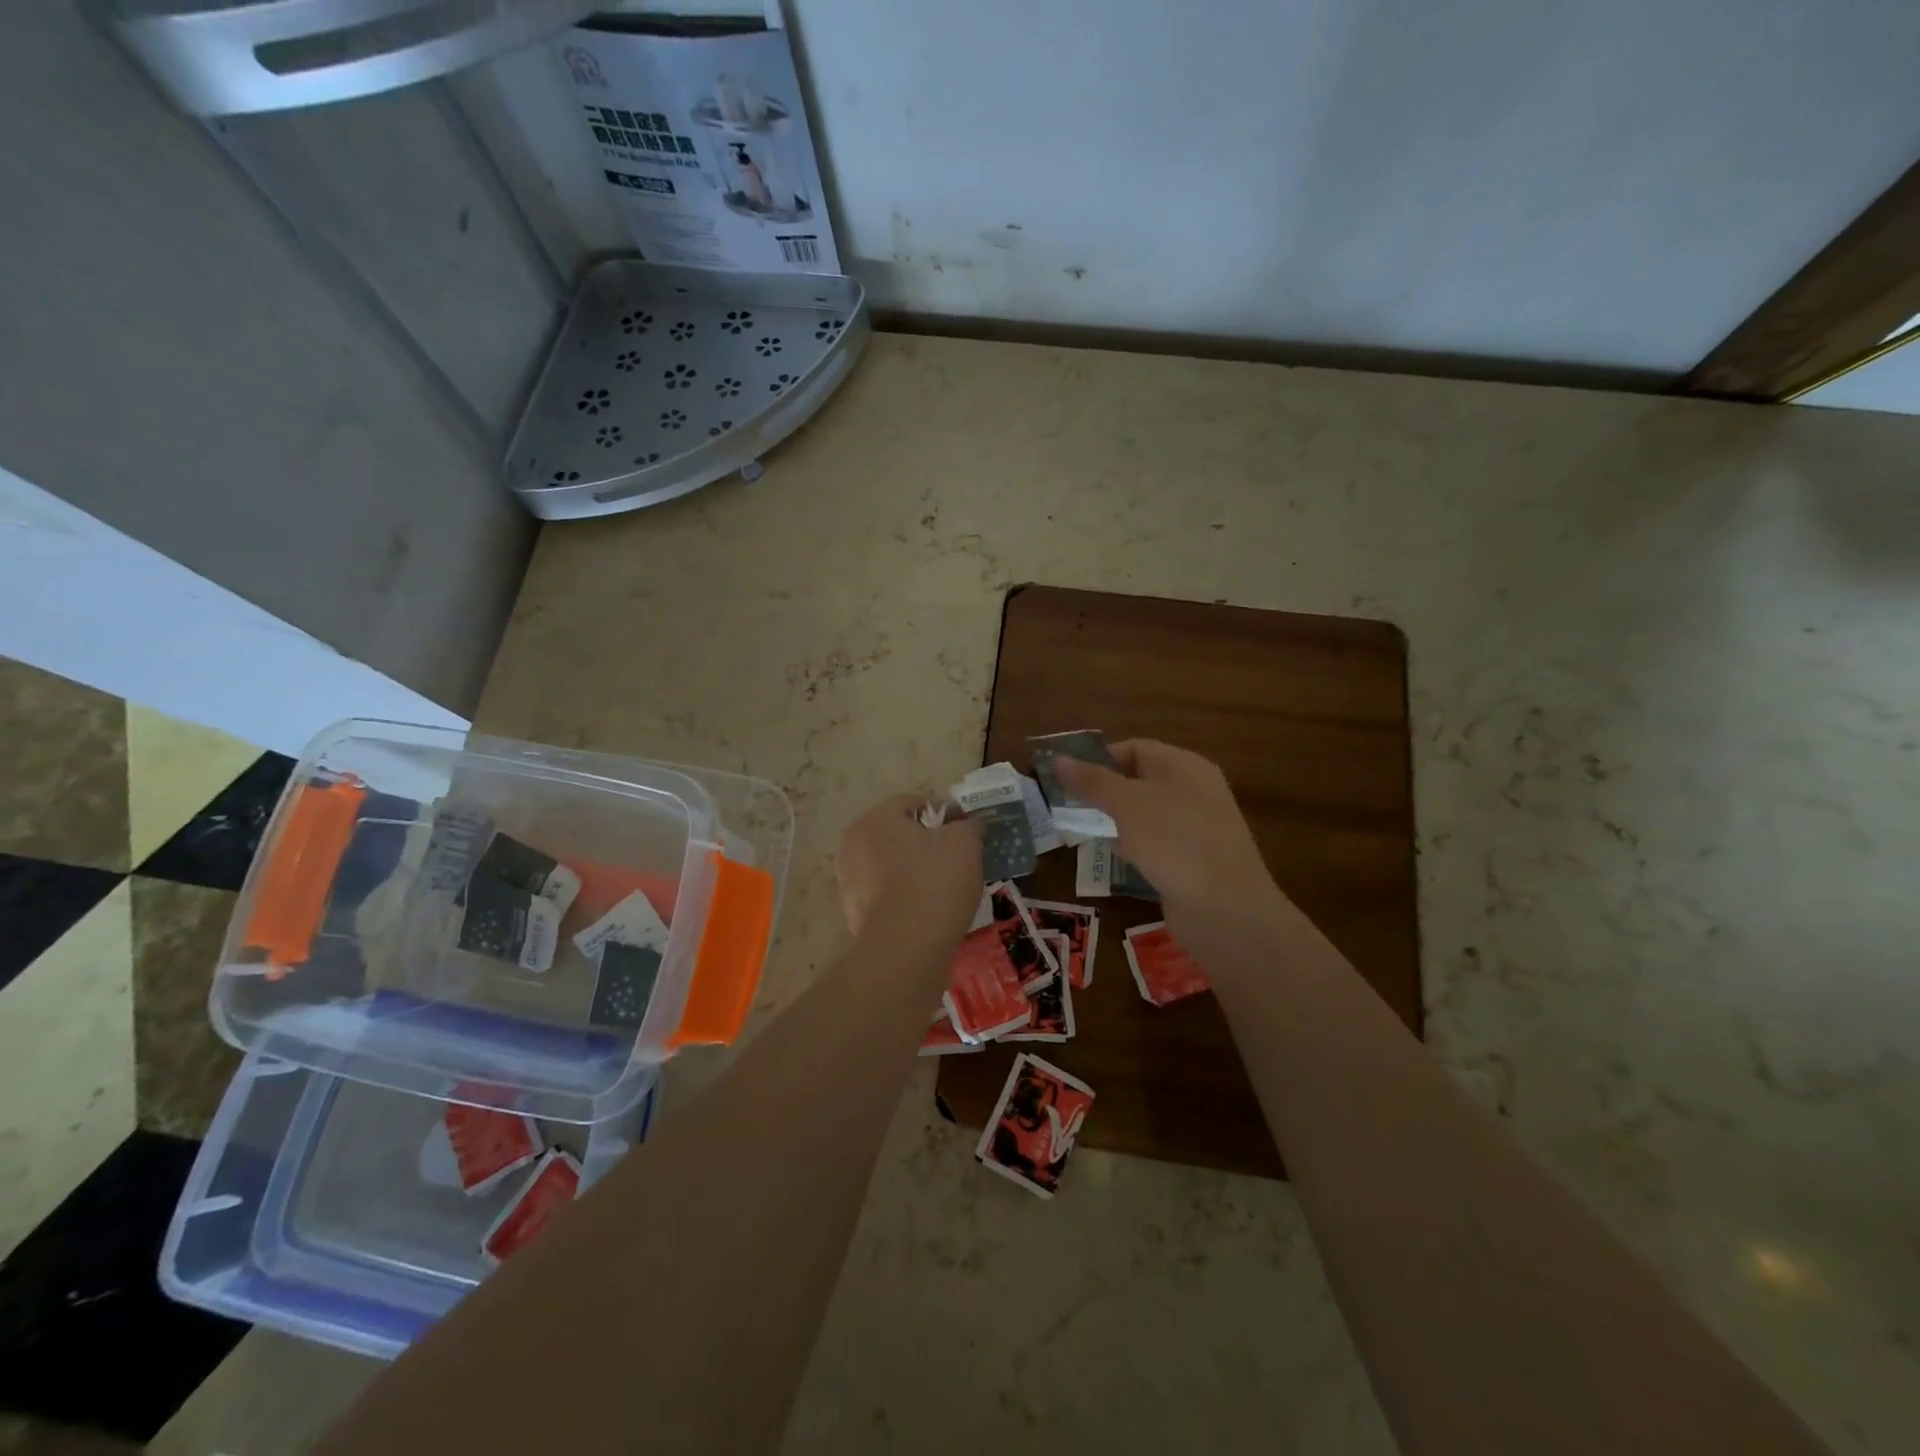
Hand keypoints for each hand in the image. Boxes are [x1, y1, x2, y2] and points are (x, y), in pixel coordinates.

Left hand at [834, 794, 981, 944]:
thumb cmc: (935, 881)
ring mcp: (849, 882)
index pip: (915, 803)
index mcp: (875, 819)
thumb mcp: (965, 842)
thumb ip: (967, 825)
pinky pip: (888, 896)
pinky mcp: (855, 915)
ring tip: (946, 890)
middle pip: (900, 835)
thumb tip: (965, 825)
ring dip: (916, 872)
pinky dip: (907, 899)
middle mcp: (853, 845)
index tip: (967, 834)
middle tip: (958, 861)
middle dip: (928, 844)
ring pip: (892, 866)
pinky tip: (928, 912)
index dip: (946, 815)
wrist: (907, 948)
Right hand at [1053, 741, 1283, 923]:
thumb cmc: (1175, 841)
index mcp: (1185, 766)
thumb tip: (1058, 759)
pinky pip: (1155, 843)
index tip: (1066, 778)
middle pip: (1139, 780)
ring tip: (1081, 830)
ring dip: (1115, 820)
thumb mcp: (1127, 804)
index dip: (1099, 758)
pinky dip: (1132, 846)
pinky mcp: (1192, 860)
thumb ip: (1092, 781)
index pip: (1135, 748)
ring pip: (1145, 814)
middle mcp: (1194, 791)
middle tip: (1067, 805)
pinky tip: (1113, 857)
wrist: (1225, 910)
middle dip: (1103, 791)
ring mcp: (1195, 827)